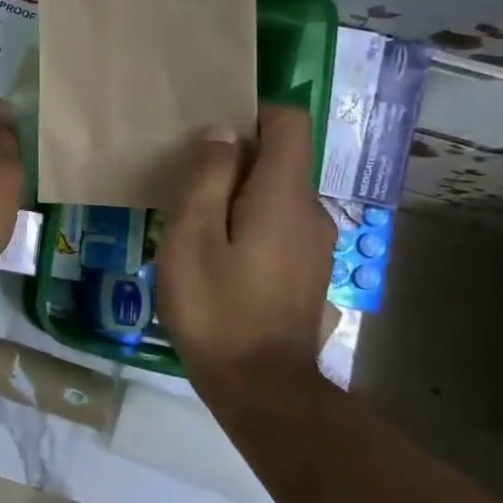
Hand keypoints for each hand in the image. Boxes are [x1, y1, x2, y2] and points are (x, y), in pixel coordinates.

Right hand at [155, 104, 336, 386]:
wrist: (262, 388)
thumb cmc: (216, 307)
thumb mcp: (191, 236)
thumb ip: (206, 177)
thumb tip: (221, 131)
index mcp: (284, 195)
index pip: (289, 124)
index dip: (253, 113)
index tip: (211, 134)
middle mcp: (312, 211)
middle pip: (281, 159)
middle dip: (236, 159)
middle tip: (186, 185)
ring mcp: (316, 244)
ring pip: (277, 194)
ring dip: (239, 195)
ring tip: (195, 224)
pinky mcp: (309, 270)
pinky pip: (281, 224)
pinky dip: (250, 222)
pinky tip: (219, 255)